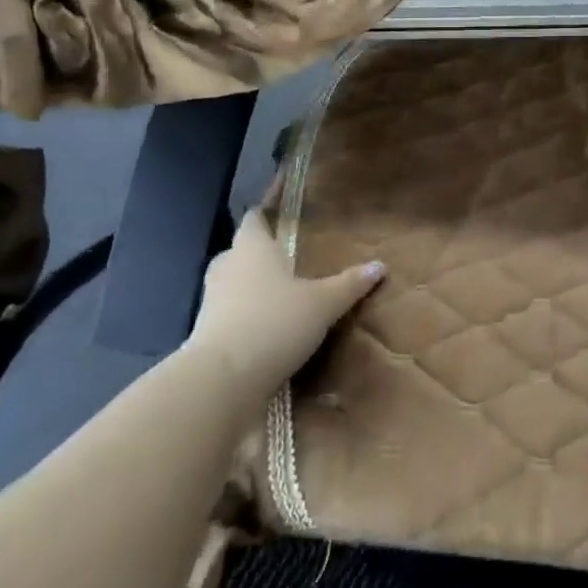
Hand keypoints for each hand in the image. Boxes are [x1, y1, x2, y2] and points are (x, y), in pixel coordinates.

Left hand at [189, 212, 382, 398]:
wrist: (222, 382)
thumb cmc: (273, 323)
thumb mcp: (323, 303)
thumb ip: (349, 284)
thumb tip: (380, 265)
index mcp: (251, 247)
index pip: (256, 217)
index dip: (268, 209)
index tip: (282, 205)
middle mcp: (227, 268)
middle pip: (241, 250)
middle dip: (261, 252)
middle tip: (288, 255)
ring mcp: (211, 303)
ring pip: (234, 284)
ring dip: (253, 287)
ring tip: (283, 293)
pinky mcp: (207, 336)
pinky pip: (231, 315)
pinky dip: (247, 317)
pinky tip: (270, 328)